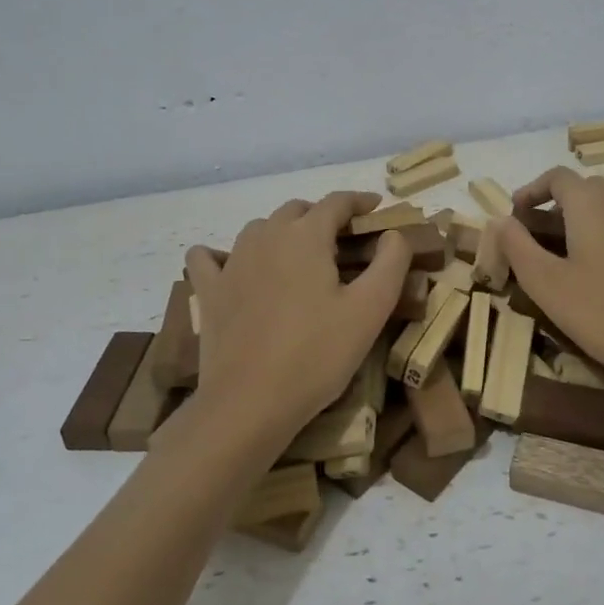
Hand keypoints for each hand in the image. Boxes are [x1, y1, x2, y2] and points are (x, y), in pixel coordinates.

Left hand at [181, 192, 409, 455]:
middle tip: (343, 240)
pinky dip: (222, 254)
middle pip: (297, 210)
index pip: (336, 202)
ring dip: (282, 232)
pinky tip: (232, 266)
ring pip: (259, 229)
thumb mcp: (370, 310)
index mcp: (306, 236)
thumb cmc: (317, 354)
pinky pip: (209, 258)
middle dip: (322, 216)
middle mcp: (265, 236)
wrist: (249, 403)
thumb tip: (393, 234)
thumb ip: (391, 263)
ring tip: (299, 255)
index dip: (359, 201)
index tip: (376, 208)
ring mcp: (231, 262)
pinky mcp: (209, 291)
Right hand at [498, 167, 603, 390]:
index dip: (533, 190)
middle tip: (551, 232)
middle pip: (592, 183)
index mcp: (589, 204)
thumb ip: (518, 246)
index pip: (556, 177)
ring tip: (603, 222)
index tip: (518, 214)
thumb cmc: (603, 314)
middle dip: (567, 199)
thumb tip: (500, 220)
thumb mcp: (545, 284)